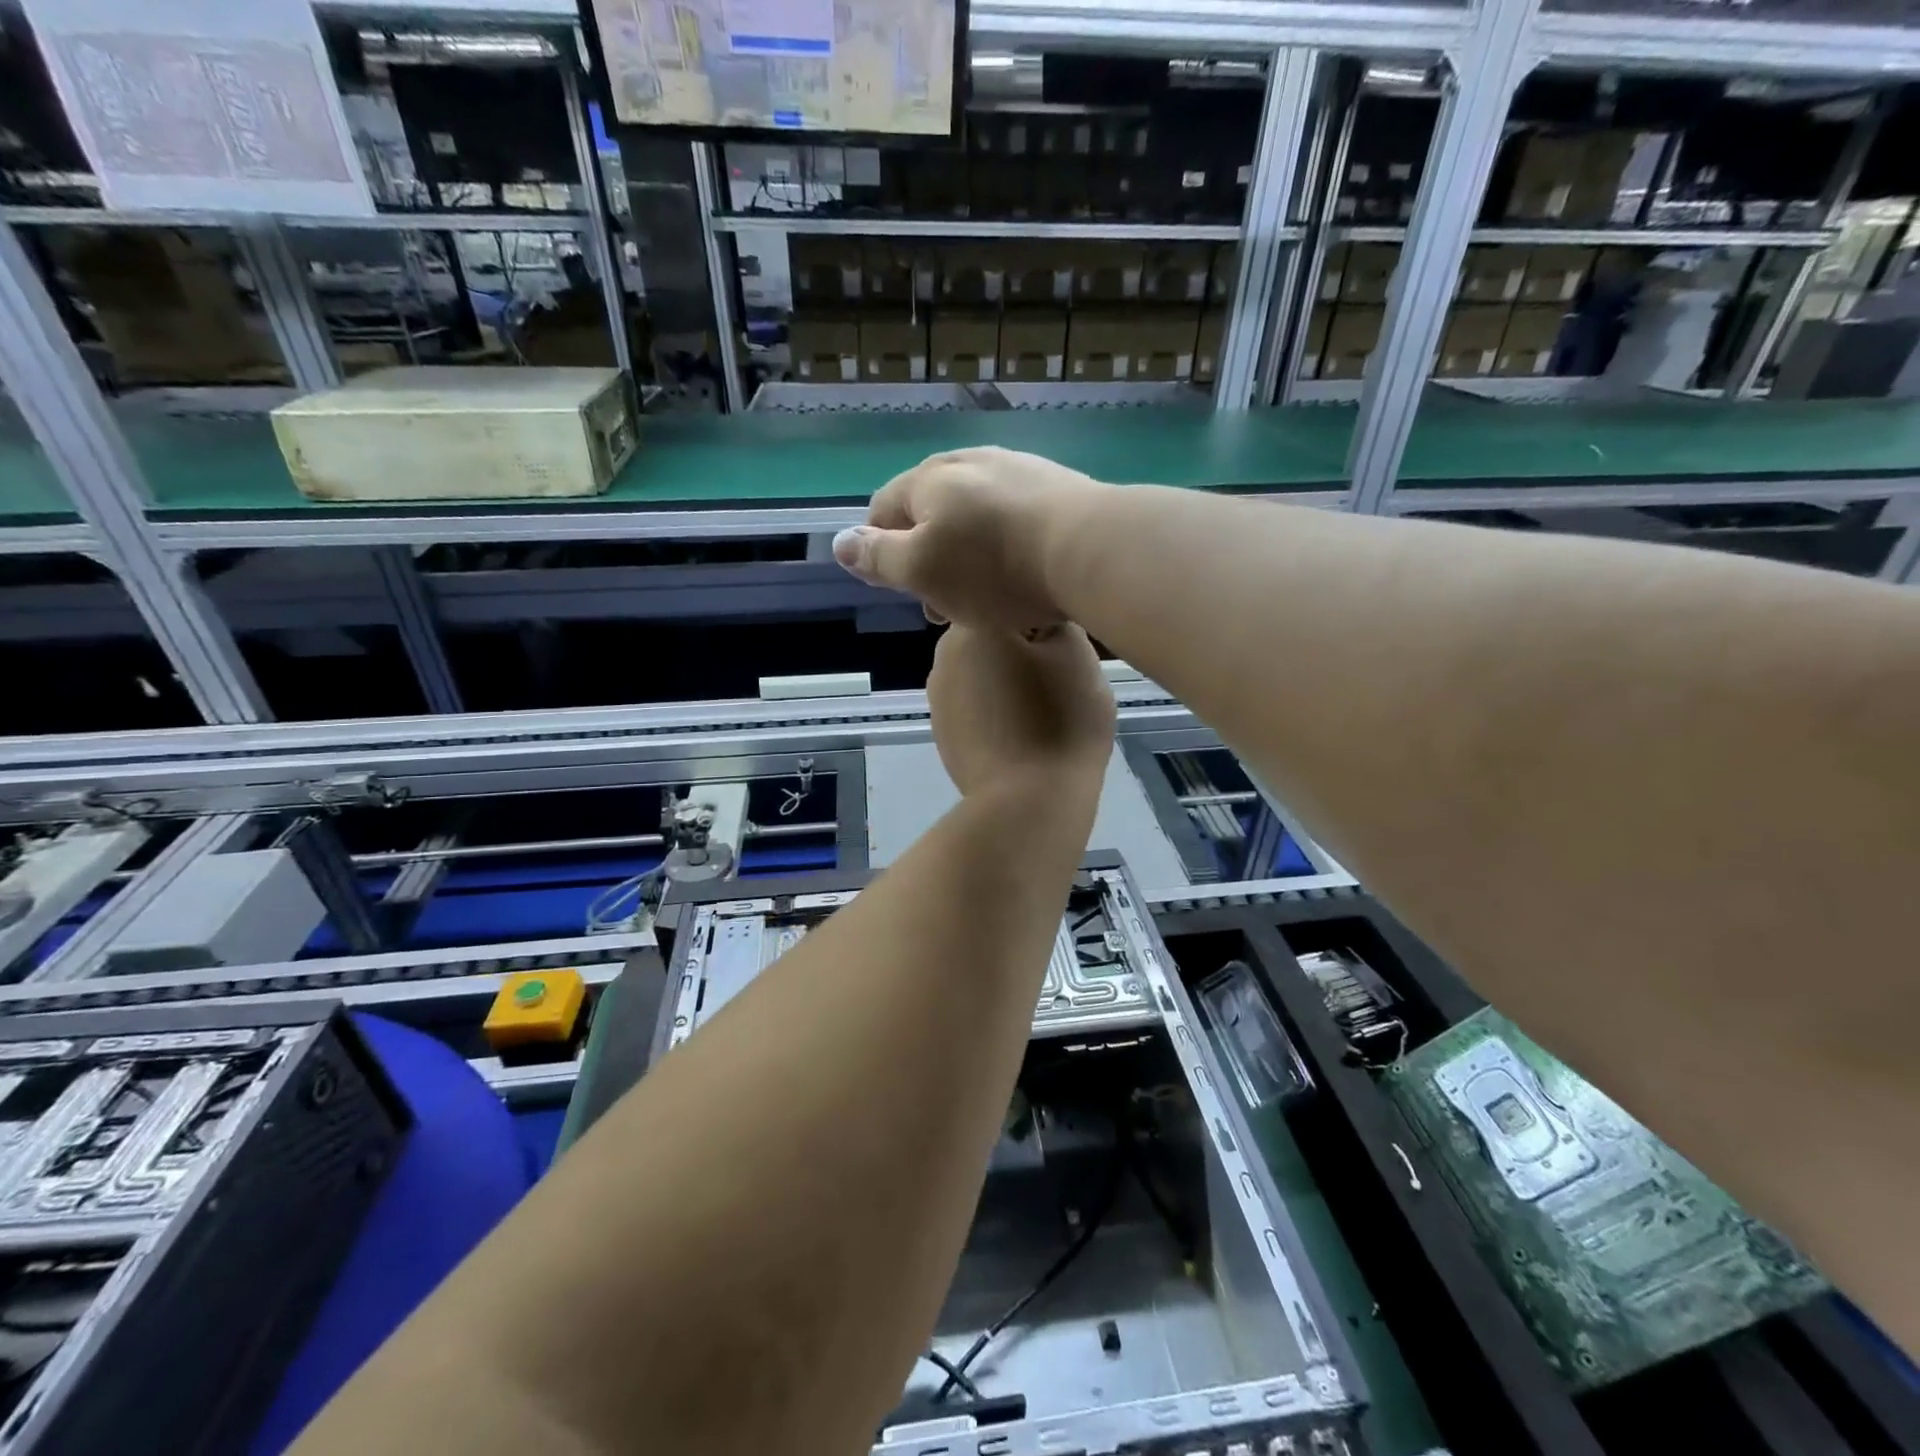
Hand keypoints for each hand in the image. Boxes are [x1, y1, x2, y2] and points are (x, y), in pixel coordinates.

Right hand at [832, 447, 1110, 631]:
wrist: (1090, 549)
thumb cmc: (994, 567)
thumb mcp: (922, 571)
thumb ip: (878, 557)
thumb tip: (839, 542)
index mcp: (929, 479)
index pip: (883, 508)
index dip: (880, 549)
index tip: (898, 589)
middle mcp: (969, 462)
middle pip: (932, 511)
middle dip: (929, 558)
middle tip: (943, 605)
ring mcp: (1017, 469)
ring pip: (975, 516)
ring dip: (968, 554)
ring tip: (984, 597)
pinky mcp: (1058, 486)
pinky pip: (1014, 518)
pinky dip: (1006, 546)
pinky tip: (1023, 573)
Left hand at [927, 624, 1114, 799]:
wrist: (1027, 803)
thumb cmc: (1059, 721)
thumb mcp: (1077, 655)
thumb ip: (1057, 621)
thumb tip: (1041, 621)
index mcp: (973, 627)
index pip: (1013, 602)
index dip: (1045, 623)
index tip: (1066, 649)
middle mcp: (943, 656)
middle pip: (994, 639)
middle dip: (1024, 652)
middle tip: (1060, 681)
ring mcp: (938, 699)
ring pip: (985, 674)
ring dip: (1009, 682)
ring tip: (1042, 713)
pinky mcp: (942, 735)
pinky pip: (977, 709)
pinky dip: (997, 713)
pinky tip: (1020, 736)